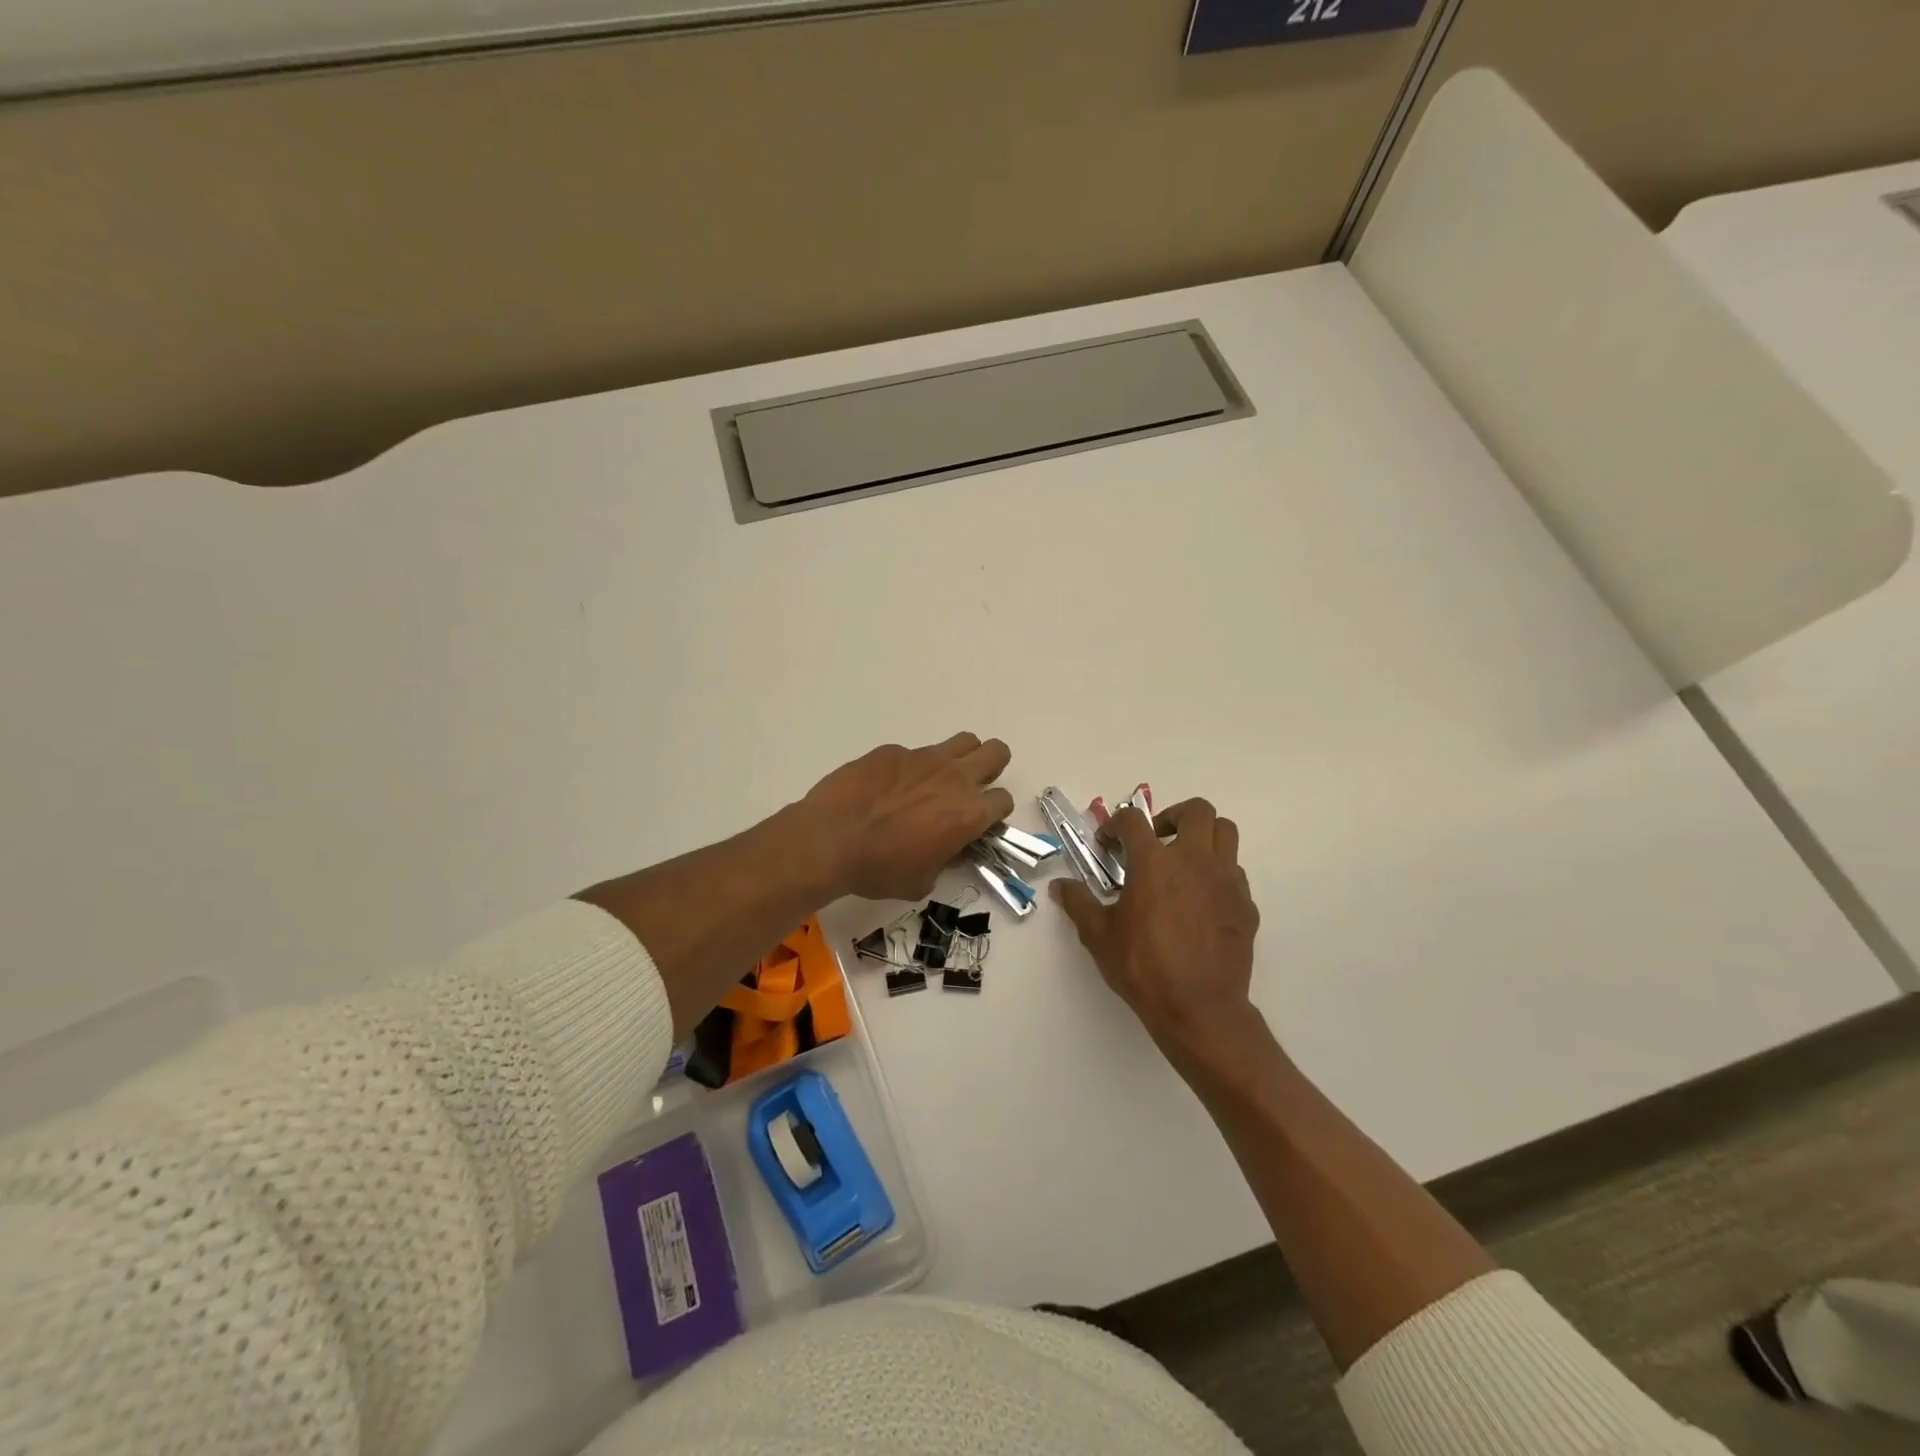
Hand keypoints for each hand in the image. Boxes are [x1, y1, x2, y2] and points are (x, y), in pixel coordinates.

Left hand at [802, 733, 1014, 901]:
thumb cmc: (880, 869)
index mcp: (969, 813)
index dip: (993, 813)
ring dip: (960, 758)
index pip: (1004, 800)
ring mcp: (923, 758)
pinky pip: (915, 753)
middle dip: (991, 768)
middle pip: (996, 753)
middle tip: (969, 788)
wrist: (830, 839)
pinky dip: (911, 768)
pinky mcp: (893, 750)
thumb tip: (948, 847)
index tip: (977, 824)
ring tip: (936, 780)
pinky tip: (887, 788)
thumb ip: (945, 860)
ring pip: (963, 741)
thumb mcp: (922, 881)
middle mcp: (954, 778)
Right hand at [1052, 799, 1262, 1072]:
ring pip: (1225, 833)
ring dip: (1203, 836)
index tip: (1108, 844)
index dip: (1115, 825)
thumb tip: (1060, 886)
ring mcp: (1226, 880)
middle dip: (1173, 816)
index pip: (1133, 820)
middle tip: (1157, 839)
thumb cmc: (1144, 968)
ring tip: (1183, 861)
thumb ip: (1079, 903)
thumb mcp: (1099, 936)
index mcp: (1154, 862)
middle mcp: (1194, 860)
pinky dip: (1218, 873)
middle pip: (1197, 810)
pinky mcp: (1246, 904)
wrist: (1200, 1009)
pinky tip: (1201, 900)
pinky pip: (1235, 872)